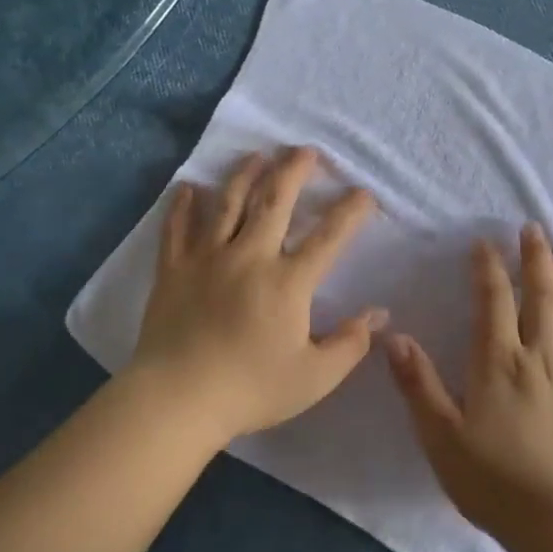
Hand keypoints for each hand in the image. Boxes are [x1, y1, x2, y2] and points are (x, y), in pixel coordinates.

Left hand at [127, 147, 385, 447]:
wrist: (177, 400)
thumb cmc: (251, 390)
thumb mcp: (314, 377)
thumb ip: (350, 343)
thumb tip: (379, 314)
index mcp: (287, 282)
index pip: (328, 237)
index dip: (350, 212)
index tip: (363, 193)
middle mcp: (249, 256)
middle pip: (274, 201)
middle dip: (293, 170)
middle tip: (305, 151)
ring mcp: (207, 258)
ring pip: (227, 202)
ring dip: (245, 174)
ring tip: (256, 155)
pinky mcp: (173, 269)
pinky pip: (178, 228)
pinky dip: (183, 205)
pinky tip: (189, 187)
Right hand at [386, 223, 552, 545]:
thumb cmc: (492, 480)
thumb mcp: (440, 435)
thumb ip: (419, 383)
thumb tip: (396, 337)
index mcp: (499, 363)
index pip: (493, 301)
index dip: (488, 268)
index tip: (485, 244)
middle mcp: (542, 359)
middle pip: (543, 298)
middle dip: (537, 259)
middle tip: (535, 230)